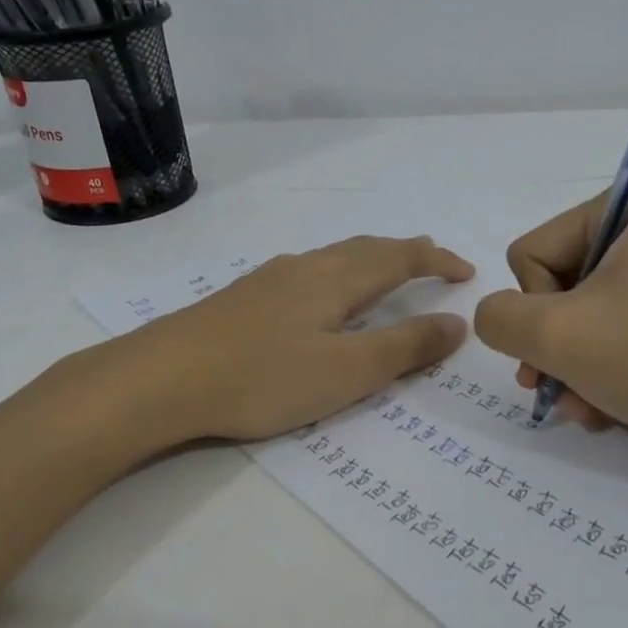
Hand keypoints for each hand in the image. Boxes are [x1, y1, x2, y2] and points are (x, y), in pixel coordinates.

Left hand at [116, 235, 473, 442]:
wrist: (160, 379)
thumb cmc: (263, 377)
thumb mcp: (347, 372)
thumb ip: (405, 348)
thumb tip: (457, 323)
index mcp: (336, 280)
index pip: (400, 258)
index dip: (438, 262)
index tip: (467, 273)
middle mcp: (305, 268)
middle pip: (366, 249)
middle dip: (406, 253)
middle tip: (433, 263)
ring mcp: (268, 280)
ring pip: (333, 258)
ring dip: (369, 261)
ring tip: (384, 274)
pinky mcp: (241, 299)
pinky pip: (306, 273)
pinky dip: (336, 275)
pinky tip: (318, 297)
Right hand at [472, 178, 627, 459]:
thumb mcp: (556, 334)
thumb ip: (498, 317)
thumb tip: (498, 320)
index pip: (532, 253)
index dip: (539, 307)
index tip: (570, 339)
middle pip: (552, 287)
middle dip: (551, 346)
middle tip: (556, 387)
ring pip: (575, 319)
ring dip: (568, 368)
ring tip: (583, 405)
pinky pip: (607, 336)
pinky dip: (595, 374)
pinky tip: (601, 407)